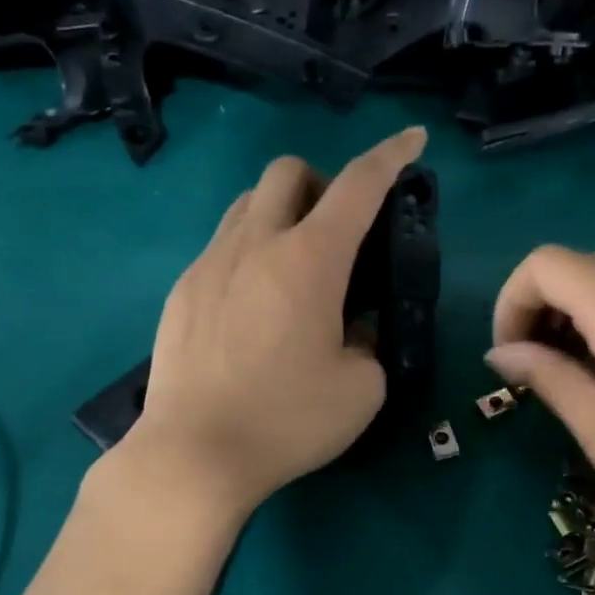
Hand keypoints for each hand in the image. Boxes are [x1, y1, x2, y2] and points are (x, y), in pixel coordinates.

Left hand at [125, 127, 427, 515]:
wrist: (194, 454)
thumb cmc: (288, 420)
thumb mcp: (361, 388)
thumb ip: (368, 341)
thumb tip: (352, 326)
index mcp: (310, 260)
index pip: (359, 185)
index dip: (391, 155)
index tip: (412, 140)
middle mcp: (256, 243)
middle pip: (289, 171)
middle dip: (323, 182)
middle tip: (340, 232)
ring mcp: (210, 262)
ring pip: (249, 202)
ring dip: (282, 212)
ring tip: (296, 266)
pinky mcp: (183, 290)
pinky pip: (222, 244)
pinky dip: (250, 250)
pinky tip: (255, 304)